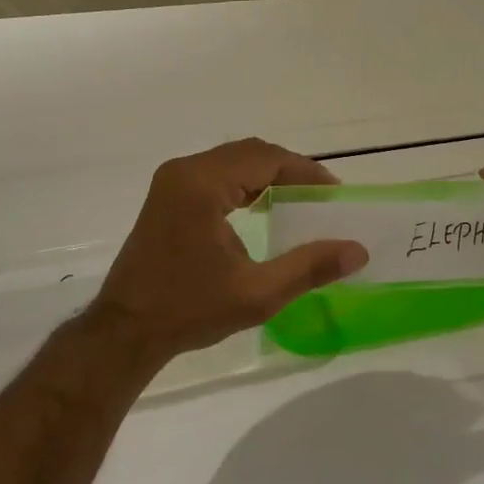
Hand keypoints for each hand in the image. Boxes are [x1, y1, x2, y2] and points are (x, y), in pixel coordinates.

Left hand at [90, 138, 367, 367]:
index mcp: (203, 184)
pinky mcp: (166, 195)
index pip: (266, 159)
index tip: (334, 194)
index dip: (305, 172)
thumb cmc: (189, 310)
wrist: (125, 330)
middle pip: (249, 153)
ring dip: (266, 175)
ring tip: (298, 200)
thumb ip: (309, 267)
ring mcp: (171, 181)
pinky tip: (261, 207)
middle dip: (288, 170)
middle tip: (321, 197)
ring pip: (231, 160)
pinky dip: (243, 183)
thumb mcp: (257, 293)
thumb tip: (358, 250)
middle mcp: (185, 171)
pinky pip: (214, 174)